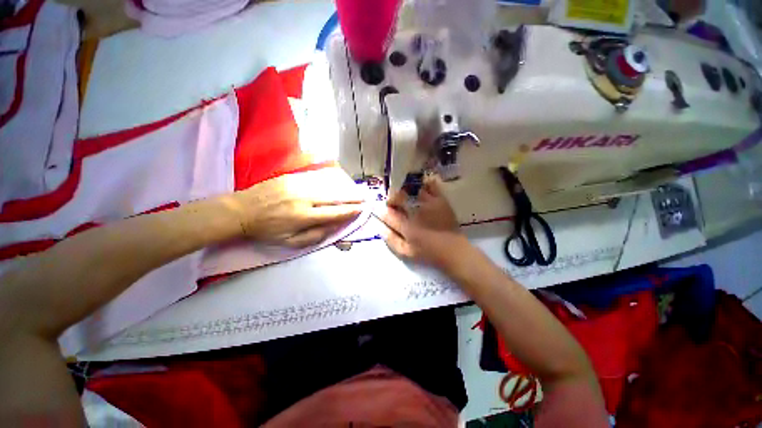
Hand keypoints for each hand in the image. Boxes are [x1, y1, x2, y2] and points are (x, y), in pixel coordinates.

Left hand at [225, 167, 363, 247]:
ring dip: (343, 188)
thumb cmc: (267, 231)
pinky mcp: (292, 177)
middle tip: (364, 197)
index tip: (361, 209)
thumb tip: (333, 227)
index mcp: (303, 217)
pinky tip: (338, 181)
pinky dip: (330, 181)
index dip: (350, 211)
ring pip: (327, 186)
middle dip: (352, 197)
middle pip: (334, 197)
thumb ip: (314, 236)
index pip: (334, 213)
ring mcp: (298, 185)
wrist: (241, 211)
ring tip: (355, 189)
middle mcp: (304, 199)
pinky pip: (316, 178)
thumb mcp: (290, 242)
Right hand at [380, 177, 470, 269]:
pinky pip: (431, 186)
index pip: (388, 214)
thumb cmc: (428, 253)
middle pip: (399, 198)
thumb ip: (391, 239)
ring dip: (407, 191)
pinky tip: (423, 186)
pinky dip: (426, 184)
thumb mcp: (406, 252)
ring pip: (413, 190)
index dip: (382, 211)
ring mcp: (430, 204)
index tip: (381, 210)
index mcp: (407, 226)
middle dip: (392, 198)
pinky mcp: (441, 200)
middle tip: (393, 202)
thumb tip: (379, 226)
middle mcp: (416, 212)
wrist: (454, 251)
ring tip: (407, 194)